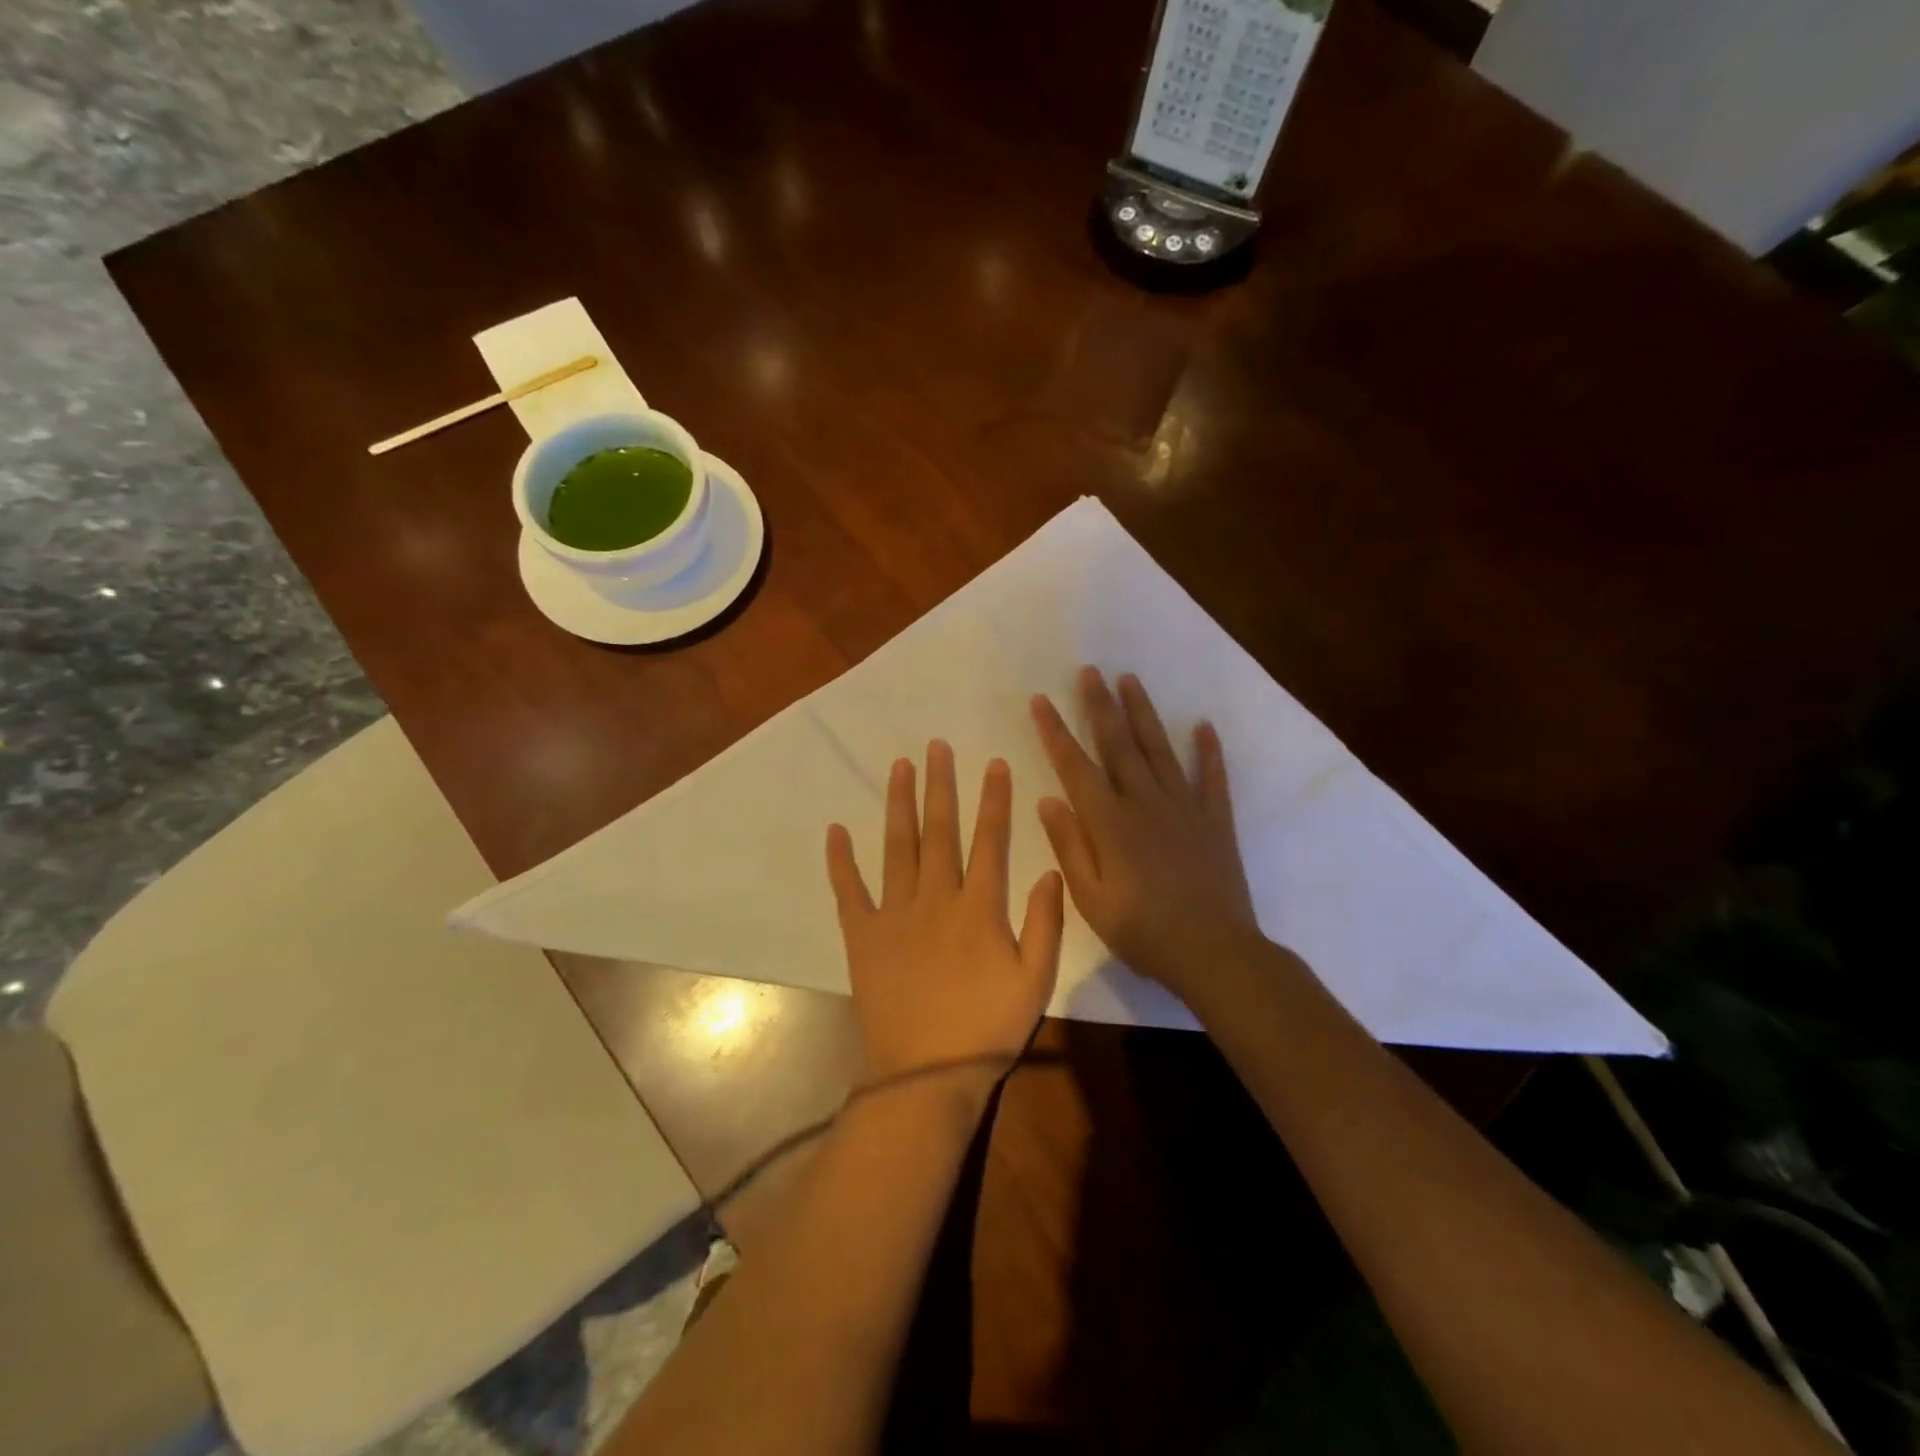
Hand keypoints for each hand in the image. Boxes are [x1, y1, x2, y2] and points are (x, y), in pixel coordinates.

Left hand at [827, 741, 1064, 1092]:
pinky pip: (849, 891)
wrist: (926, 1073)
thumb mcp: (1035, 980)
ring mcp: (894, 914)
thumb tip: (1051, 870)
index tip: (994, 764)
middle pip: (939, 831)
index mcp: (979, 908)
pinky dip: (840, 860)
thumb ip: (1046, 923)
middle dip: (940, 786)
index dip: (994, 800)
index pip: (990, 841)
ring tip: (899, 767)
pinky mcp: (863, 935)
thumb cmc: (987, 1027)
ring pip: (896, 847)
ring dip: (898, 805)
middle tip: (936, 746)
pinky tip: (836, 830)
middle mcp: (935, 898)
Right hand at [1031, 668, 1259, 1002]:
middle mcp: (1146, 803)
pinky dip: (1209, 751)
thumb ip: (1070, 847)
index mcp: (1111, 824)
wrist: (1216, 954)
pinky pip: (1212, 778)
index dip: (1056, 732)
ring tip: (1130, 680)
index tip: (1041, 701)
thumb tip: (1048, 801)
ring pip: (1160, 750)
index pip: (1076, 767)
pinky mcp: (1215, 821)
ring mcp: (1185, 808)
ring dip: (1144, 713)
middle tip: (1090, 671)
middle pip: (1119, 745)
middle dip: (1100, 706)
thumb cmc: (1145, 933)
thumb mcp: (1092, 901)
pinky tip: (1204, 726)